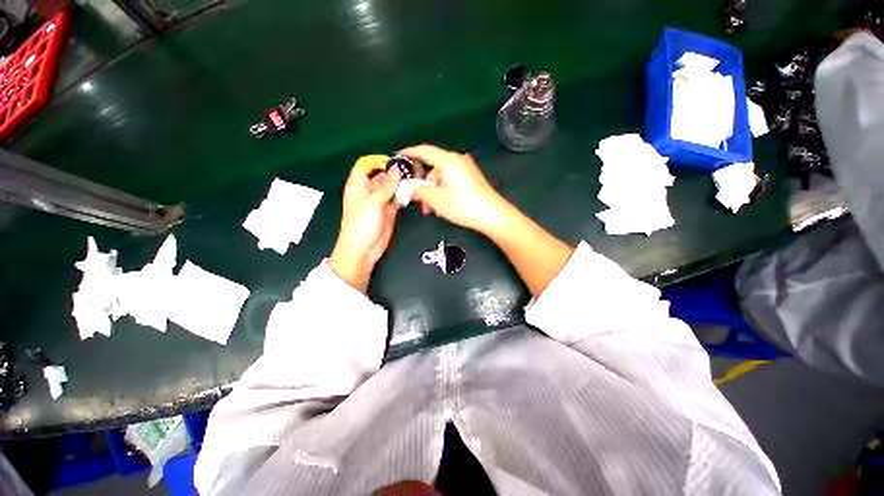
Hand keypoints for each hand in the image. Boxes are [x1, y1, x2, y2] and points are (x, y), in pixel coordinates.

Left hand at [329, 156, 399, 293]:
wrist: (363, 249)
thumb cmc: (361, 224)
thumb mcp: (373, 203)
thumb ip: (386, 186)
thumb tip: (396, 169)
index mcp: (358, 185)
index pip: (365, 166)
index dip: (377, 161)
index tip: (394, 161)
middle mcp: (369, 191)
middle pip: (381, 176)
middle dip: (394, 172)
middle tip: (411, 169)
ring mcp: (380, 201)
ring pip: (391, 187)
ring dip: (401, 184)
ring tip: (415, 179)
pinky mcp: (389, 211)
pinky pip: (397, 199)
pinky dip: (403, 196)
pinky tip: (412, 192)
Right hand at [399, 145, 507, 233]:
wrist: (492, 215)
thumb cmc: (463, 205)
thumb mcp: (436, 199)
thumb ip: (418, 191)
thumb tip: (409, 188)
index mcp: (448, 160)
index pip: (424, 150)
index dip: (409, 152)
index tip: (398, 156)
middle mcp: (457, 160)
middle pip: (432, 166)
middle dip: (421, 182)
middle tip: (415, 198)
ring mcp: (465, 169)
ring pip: (440, 176)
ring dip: (432, 191)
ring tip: (430, 209)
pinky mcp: (470, 178)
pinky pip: (450, 180)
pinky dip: (442, 190)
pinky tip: (441, 206)